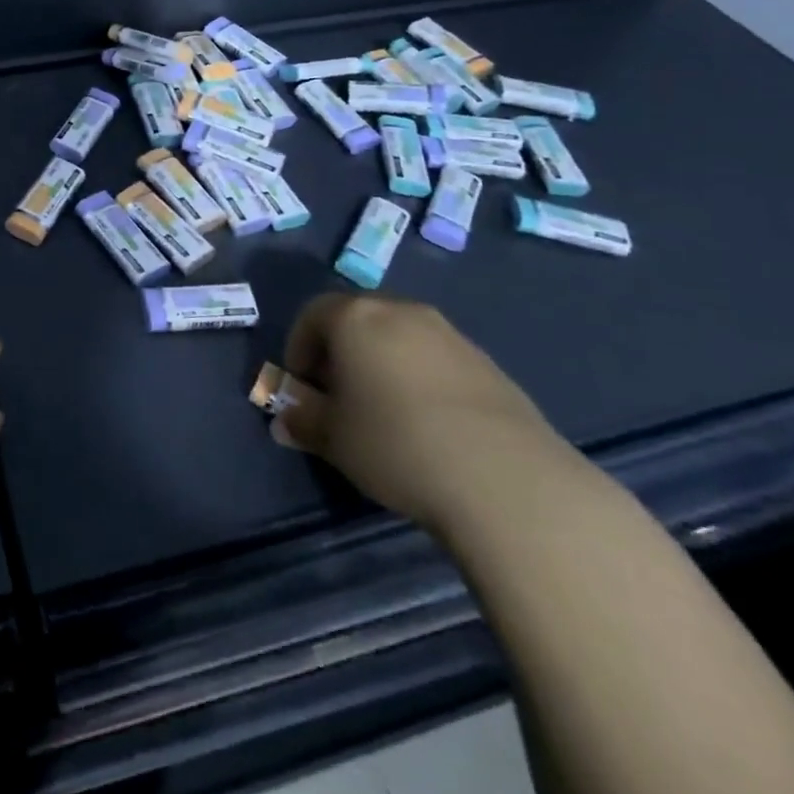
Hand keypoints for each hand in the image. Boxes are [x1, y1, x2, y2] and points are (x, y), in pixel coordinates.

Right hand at [272, 293, 579, 534]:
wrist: (508, 481)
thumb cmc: (396, 444)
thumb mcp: (333, 439)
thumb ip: (303, 422)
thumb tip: (285, 421)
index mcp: (356, 317)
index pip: (312, 314)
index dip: (299, 348)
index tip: (302, 386)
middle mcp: (402, 312)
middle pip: (358, 320)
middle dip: (341, 353)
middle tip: (339, 398)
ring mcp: (451, 336)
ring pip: (400, 340)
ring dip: (383, 366)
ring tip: (386, 415)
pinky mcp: (490, 366)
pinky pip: (437, 362)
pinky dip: (422, 382)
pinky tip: (430, 428)